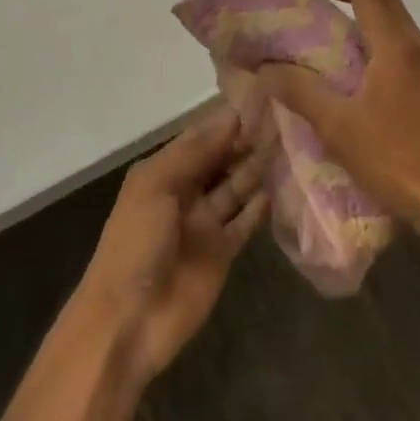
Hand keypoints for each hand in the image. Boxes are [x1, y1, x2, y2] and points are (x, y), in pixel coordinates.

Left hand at [72, 106, 268, 386]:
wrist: (128, 321)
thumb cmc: (135, 242)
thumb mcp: (155, 185)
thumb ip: (195, 152)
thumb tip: (232, 118)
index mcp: (164, 171)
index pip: (201, 136)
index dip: (227, 120)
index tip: (262, 99)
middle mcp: (186, 191)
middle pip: (222, 159)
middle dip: (247, 141)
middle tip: (285, 119)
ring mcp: (205, 223)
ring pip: (237, 187)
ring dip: (258, 168)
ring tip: (291, 146)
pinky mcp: (222, 252)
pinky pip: (245, 222)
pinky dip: (261, 206)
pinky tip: (282, 187)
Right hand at [258, 0, 419, 241]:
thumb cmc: (395, 157)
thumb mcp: (337, 125)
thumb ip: (301, 92)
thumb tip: (266, 68)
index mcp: (396, 48)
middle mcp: (418, 50)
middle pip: (387, 4)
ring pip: (399, 25)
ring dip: (370, 12)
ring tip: (340, 20)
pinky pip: (404, 46)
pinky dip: (381, 36)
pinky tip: (364, 63)